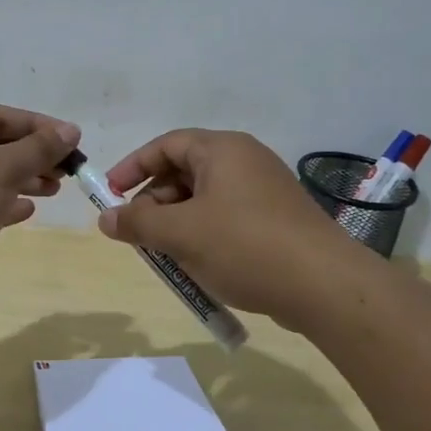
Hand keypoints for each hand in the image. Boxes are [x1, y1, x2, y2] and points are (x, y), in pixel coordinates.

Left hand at [0, 104, 80, 306]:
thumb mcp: (2, 167)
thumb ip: (39, 148)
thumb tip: (70, 130)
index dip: (38, 126)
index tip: (72, 140)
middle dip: (32, 156)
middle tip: (67, 170)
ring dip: (22, 180)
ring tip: (54, 190)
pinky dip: (2, 204)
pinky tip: (27, 211)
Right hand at [98, 129, 354, 329]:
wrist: (325, 285)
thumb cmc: (245, 246)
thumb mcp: (182, 234)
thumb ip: (138, 222)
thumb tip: (106, 218)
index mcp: (223, 150)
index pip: (166, 145)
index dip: (133, 167)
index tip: (109, 194)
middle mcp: (245, 161)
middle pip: (184, 172)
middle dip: (154, 201)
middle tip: (137, 233)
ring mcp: (264, 191)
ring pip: (204, 199)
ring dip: (177, 223)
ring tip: (165, 255)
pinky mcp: (276, 220)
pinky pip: (226, 218)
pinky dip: (203, 235)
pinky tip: (197, 265)